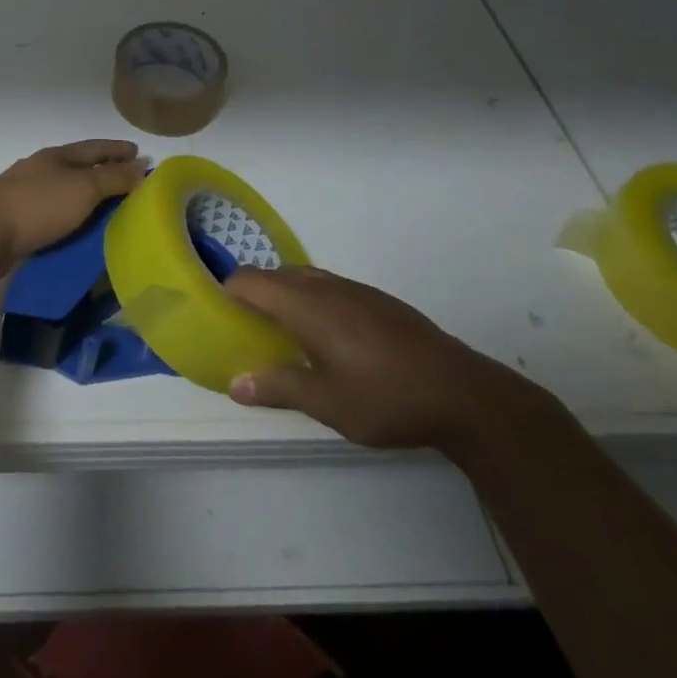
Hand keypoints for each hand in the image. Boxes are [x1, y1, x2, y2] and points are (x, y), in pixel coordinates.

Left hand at [0, 140, 148, 282]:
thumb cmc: (37, 205)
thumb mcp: (83, 188)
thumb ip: (113, 178)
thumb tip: (141, 166)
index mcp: (57, 156)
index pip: (95, 147)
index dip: (118, 149)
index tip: (140, 153)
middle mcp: (41, 170)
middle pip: (79, 167)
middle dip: (104, 172)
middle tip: (130, 183)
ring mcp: (26, 194)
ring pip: (65, 191)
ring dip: (87, 197)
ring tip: (109, 208)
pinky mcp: (17, 220)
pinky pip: (53, 215)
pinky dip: (70, 218)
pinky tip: (79, 229)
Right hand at [224, 265, 556, 457]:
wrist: (461, 392)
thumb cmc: (385, 397)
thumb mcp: (326, 402)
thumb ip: (278, 387)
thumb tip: (234, 383)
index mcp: (306, 305)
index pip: (251, 280)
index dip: (226, 290)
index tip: (215, 312)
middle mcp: (326, 286)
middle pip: (275, 274)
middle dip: (254, 294)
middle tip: (243, 328)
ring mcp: (355, 290)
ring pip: (304, 278)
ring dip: (284, 296)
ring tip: (280, 334)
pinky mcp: (377, 300)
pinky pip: (329, 287)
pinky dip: (311, 300)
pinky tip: (325, 337)